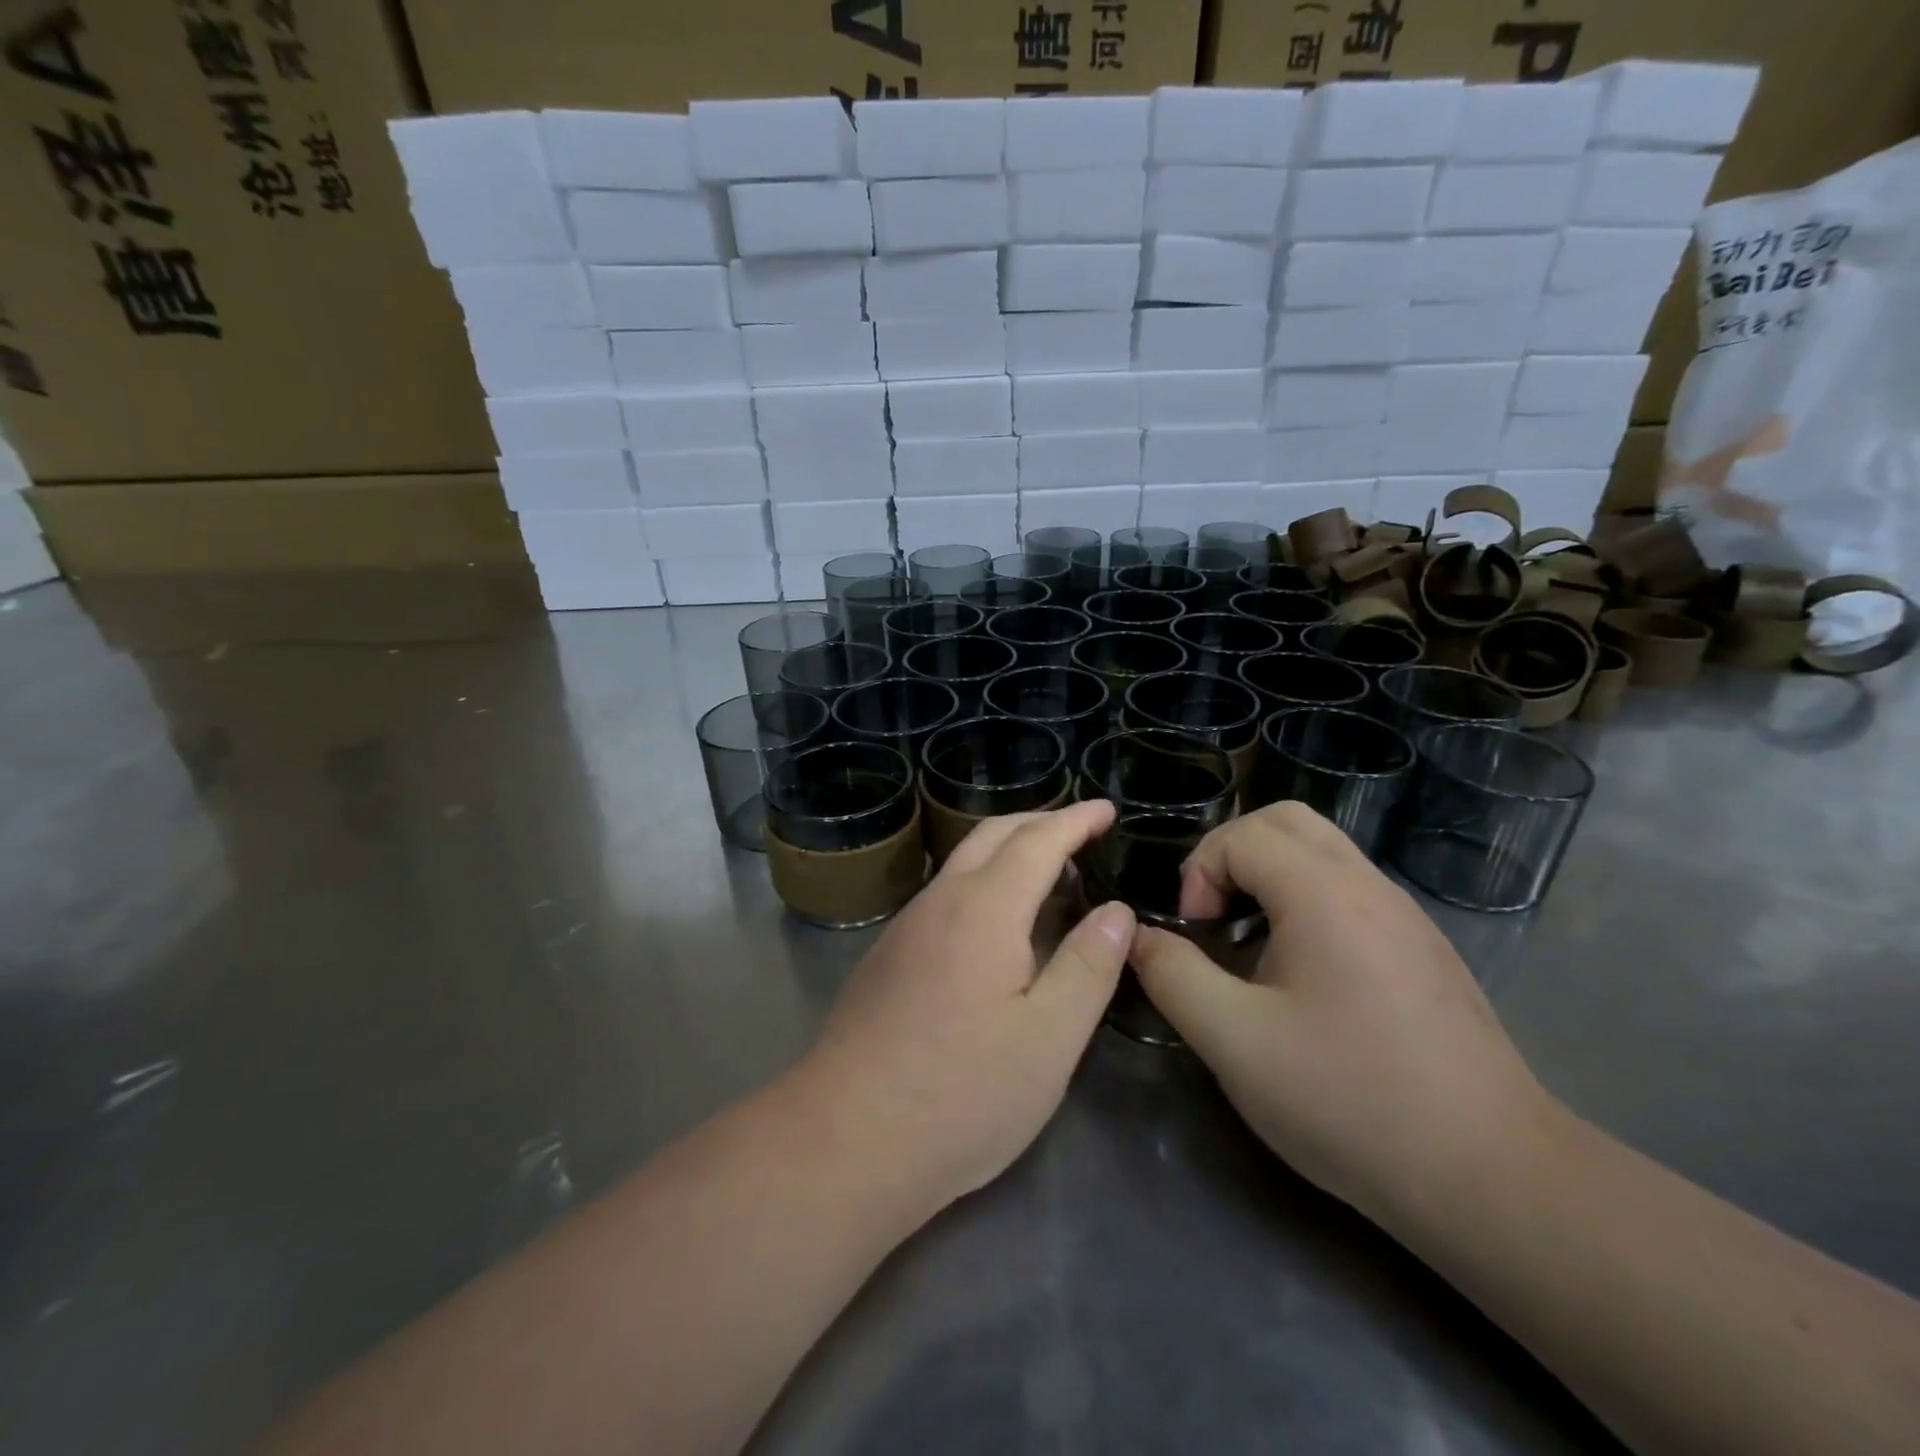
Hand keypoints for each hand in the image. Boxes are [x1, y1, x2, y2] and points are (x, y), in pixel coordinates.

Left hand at [798, 801, 1133, 1215]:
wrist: (844, 1138)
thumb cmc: (960, 1093)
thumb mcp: (1049, 1039)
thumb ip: (1088, 966)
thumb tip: (1117, 911)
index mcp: (984, 909)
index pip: (1037, 840)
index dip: (1076, 820)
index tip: (1108, 809)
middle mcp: (939, 902)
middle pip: (991, 835)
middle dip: (1040, 822)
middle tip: (1082, 830)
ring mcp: (905, 928)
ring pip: (962, 863)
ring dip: (1008, 850)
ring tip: (1047, 870)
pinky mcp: (887, 957)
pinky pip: (945, 894)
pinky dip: (983, 881)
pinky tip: (996, 922)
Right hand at [1128, 802, 1554, 1227]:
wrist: (1493, 1176)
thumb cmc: (1349, 1099)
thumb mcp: (1233, 1041)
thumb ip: (1172, 976)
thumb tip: (1136, 936)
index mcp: (1323, 894)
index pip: (1242, 835)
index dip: (1200, 872)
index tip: (1195, 934)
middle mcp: (1370, 887)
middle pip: (1287, 821)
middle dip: (1232, 853)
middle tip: (1213, 914)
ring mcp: (1406, 917)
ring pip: (1324, 852)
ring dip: (1271, 875)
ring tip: (1250, 940)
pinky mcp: (1425, 951)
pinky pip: (1352, 891)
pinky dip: (1307, 900)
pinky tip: (1303, 974)